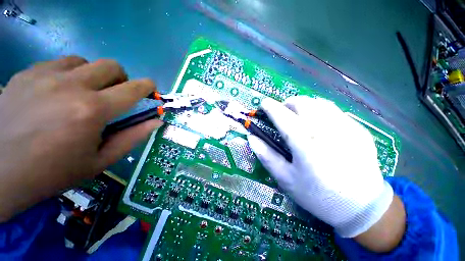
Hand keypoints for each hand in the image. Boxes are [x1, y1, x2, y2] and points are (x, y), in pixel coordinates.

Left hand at [0, 56, 161, 220]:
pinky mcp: (27, 74)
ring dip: (92, 76)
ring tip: (81, 94)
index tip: (151, 88)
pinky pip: (58, 64)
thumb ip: (133, 137)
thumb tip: (157, 121)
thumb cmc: (53, 172)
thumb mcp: (100, 161)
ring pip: (84, 61)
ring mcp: (45, 76)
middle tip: (114, 94)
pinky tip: (57, 93)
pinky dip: (67, 74)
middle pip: (111, 66)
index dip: (147, 86)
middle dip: (121, 78)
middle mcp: (71, 86)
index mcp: (92, 111)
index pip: (132, 89)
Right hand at [248, 96, 404, 250]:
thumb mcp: (285, 179)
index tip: (264, 103)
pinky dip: (319, 110)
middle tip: (281, 112)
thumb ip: (266, 156)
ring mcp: (346, 128)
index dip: (271, 108)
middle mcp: (326, 131)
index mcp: (305, 145)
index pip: (283, 117)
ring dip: (303, 105)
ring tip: (297, 115)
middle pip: (302, 104)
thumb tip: (252, 137)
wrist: (361, 207)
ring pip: (318, 103)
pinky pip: (333, 110)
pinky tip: (317, 123)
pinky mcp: (358, 129)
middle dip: (287, 103)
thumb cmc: (317, 195)